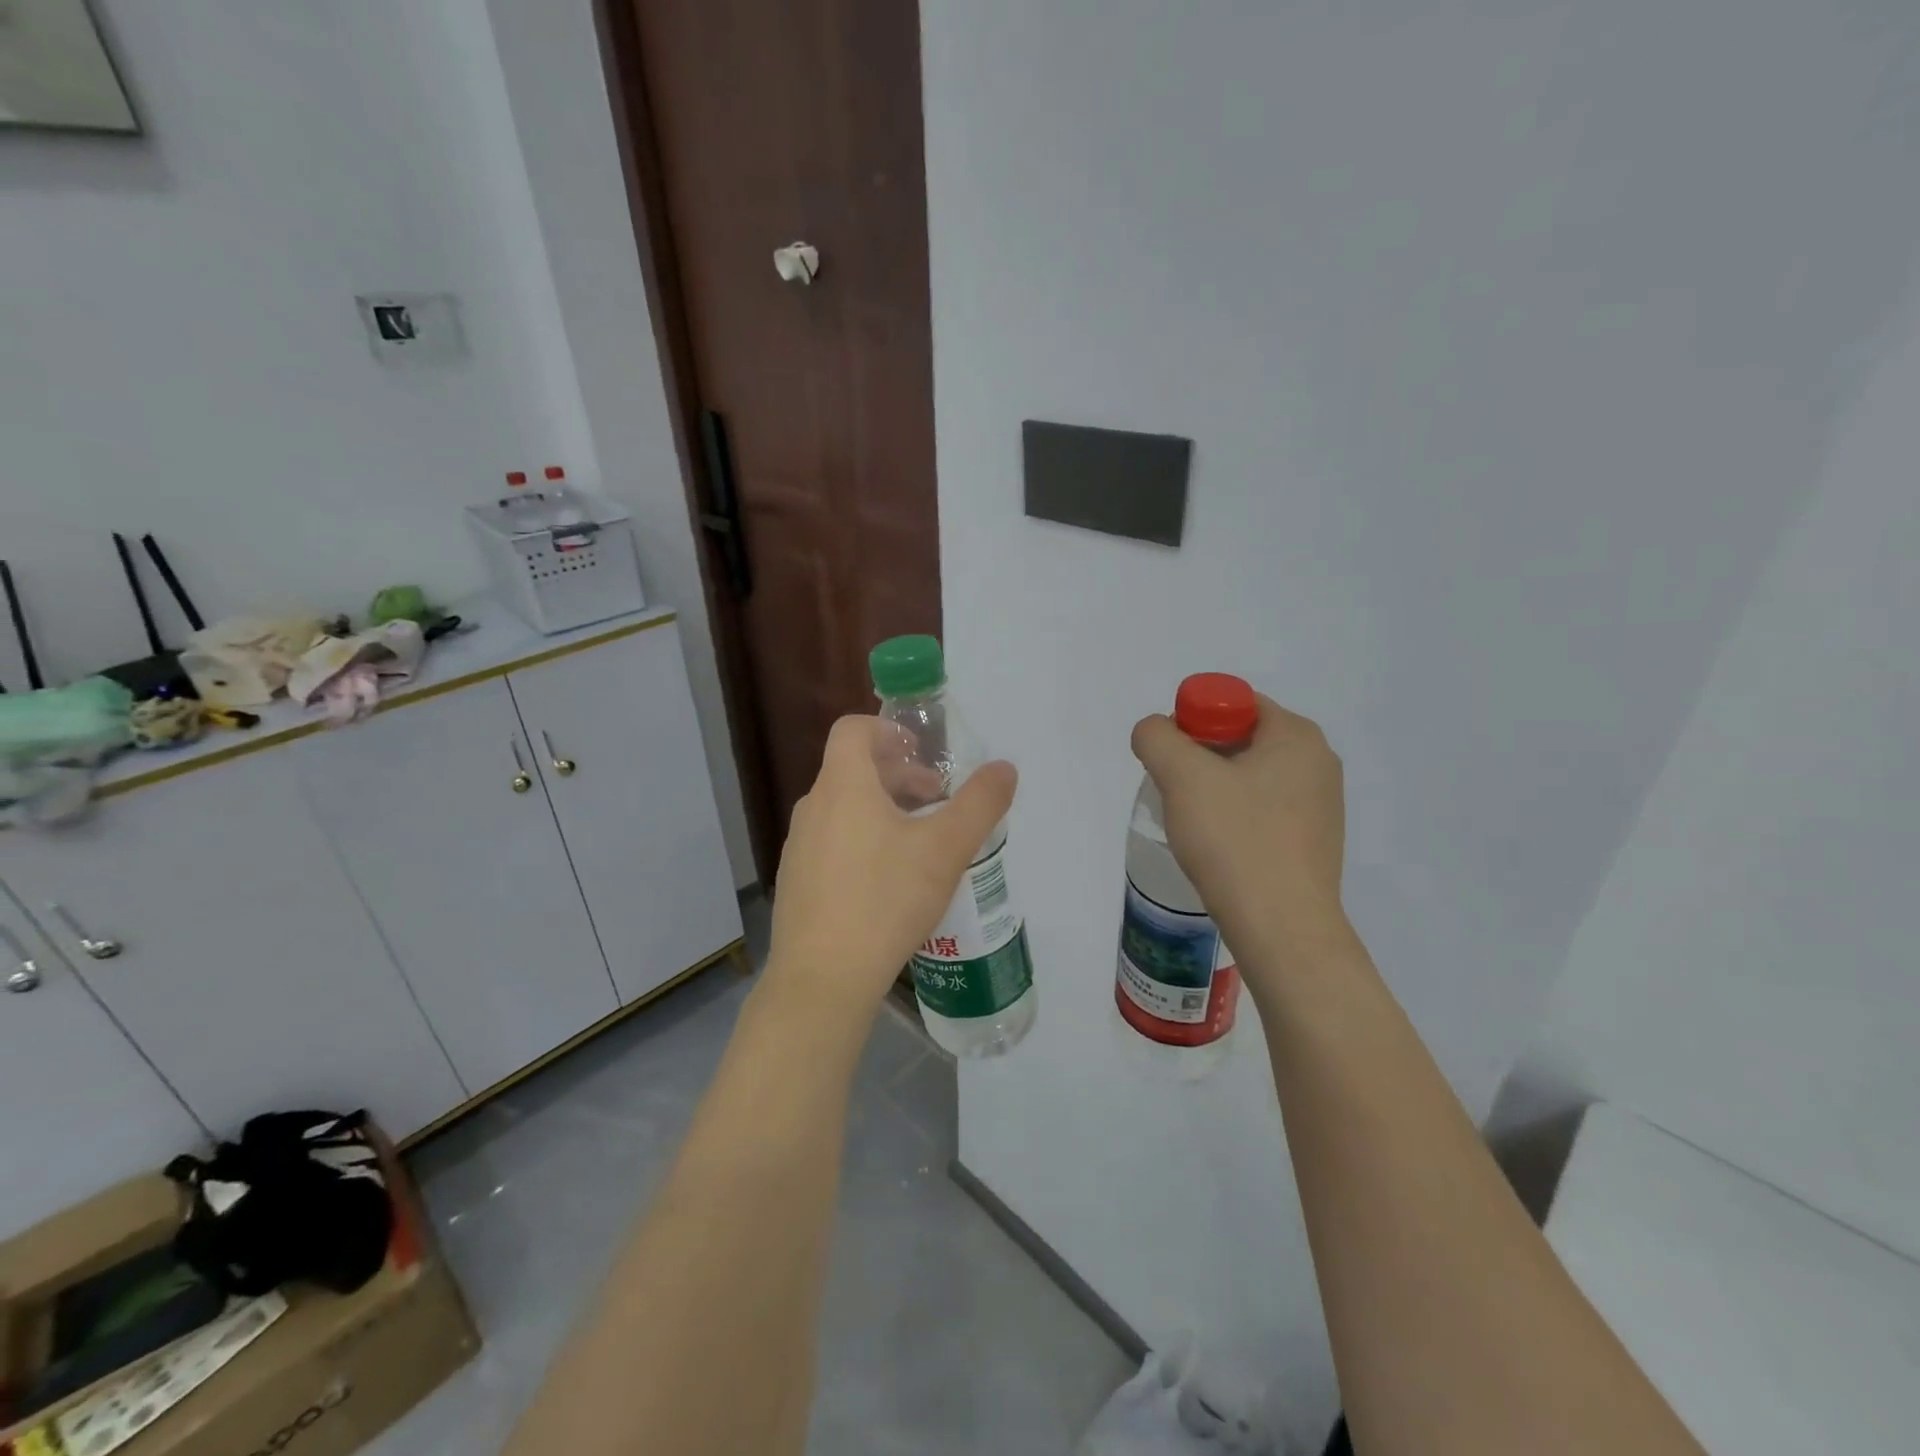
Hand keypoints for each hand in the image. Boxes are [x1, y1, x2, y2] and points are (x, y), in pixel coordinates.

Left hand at [765, 716, 1017, 1022]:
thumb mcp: (946, 849)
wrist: (823, 978)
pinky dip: (862, 841)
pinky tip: (888, 884)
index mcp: (843, 786)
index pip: (853, 729)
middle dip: (899, 776)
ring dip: (883, 810)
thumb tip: (1005, 768)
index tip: (921, 753)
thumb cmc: (886, 899)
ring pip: (844, 809)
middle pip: (853, 770)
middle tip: (937, 801)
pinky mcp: (796, 882)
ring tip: (919, 844)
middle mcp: (813, 808)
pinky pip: (832, 843)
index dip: (888, 730)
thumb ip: (980, 803)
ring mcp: (798, 847)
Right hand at [1131, 696, 1349, 992]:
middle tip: (1172, 790)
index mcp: (1297, 736)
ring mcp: (1321, 805)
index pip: (1233, 702)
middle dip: (1198, 758)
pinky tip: (1217, 847)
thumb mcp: (1182, 776)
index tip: (1171, 760)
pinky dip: (1234, 818)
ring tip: (1193, 824)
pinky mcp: (1312, 842)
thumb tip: (1155, 732)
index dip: (1192, 721)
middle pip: (1240, 739)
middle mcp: (1318, 762)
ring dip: (1212, 790)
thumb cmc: (1235, 841)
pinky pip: (1262, 811)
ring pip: (1249, 777)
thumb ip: (1156, 737)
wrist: (1282, 929)